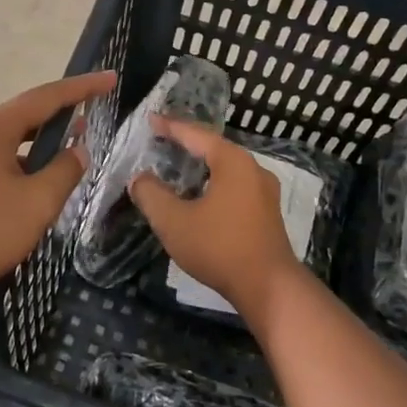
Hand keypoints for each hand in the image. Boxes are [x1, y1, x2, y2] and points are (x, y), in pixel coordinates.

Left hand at [0, 71, 115, 296]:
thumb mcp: (36, 203)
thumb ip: (63, 172)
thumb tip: (78, 151)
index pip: (46, 97)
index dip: (82, 88)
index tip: (110, 79)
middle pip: (25, 114)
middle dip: (61, 113)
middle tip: (93, 114)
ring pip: (9, 140)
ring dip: (40, 142)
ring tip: (68, 152)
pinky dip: (21, 162)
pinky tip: (32, 186)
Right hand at [130, 118, 307, 318]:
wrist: (267, 287)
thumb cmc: (219, 247)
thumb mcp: (173, 221)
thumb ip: (151, 195)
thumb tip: (139, 178)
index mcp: (232, 162)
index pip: (196, 134)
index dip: (171, 127)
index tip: (150, 119)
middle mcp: (253, 169)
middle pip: (214, 148)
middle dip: (187, 144)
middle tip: (162, 141)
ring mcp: (264, 191)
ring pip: (226, 169)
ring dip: (202, 166)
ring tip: (178, 167)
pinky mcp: (267, 212)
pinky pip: (235, 186)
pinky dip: (214, 183)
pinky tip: (201, 196)